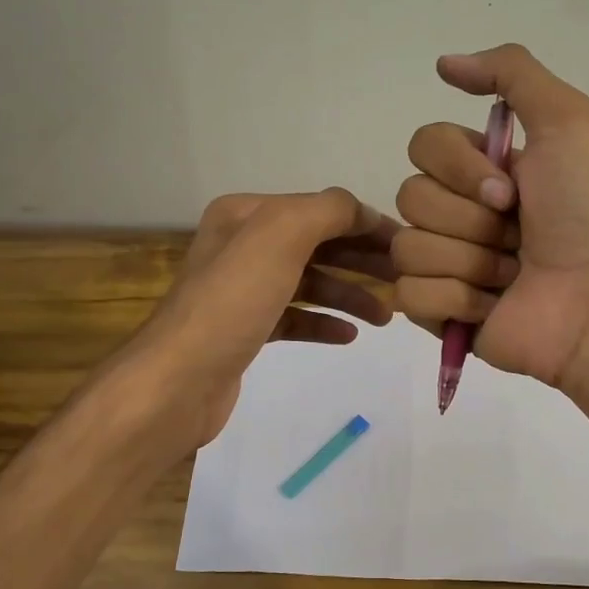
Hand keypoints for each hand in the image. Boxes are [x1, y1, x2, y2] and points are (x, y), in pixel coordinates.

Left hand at [128, 188, 396, 450]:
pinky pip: (295, 318)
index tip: (408, 247)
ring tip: (387, 317)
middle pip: (317, 246)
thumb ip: (328, 210)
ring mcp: (242, 291)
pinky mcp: (245, 331)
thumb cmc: (233, 300)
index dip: (365, 225)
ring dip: (349, 295)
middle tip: (404, 280)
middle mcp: (242, 246)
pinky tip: (349, 335)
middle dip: (362, 261)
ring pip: (309, 284)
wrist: (180, 379)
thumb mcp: (281, 235)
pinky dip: (323, 323)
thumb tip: (360, 212)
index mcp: (246, 215)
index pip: (320, 209)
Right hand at [393, 44, 588, 394]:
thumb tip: (443, 63)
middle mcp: (460, 214)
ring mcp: (446, 266)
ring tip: (511, 276)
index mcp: (482, 171)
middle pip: (410, 196)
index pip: (424, 145)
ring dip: (468, 260)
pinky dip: (456, 299)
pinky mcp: (439, 314)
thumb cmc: (588, 213)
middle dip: (469, 219)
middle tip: (516, 236)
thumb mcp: (567, 121)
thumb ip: (511, 74)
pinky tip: (493, 306)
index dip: (460, 167)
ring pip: (407, 247)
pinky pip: (409, 294)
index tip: (510, 191)